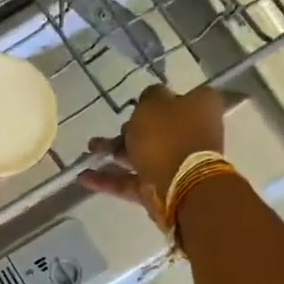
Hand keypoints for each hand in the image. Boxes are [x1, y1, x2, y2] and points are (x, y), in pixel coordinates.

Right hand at [79, 84, 230, 212]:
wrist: (180, 184)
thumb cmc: (168, 135)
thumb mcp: (153, 102)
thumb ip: (149, 96)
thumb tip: (150, 99)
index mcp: (200, 108)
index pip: (181, 97)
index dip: (158, 100)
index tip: (137, 103)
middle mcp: (193, 134)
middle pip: (158, 128)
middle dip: (131, 130)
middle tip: (114, 128)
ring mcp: (177, 163)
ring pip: (142, 154)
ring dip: (114, 152)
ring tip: (89, 151)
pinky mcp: (161, 187)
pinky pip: (131, 180)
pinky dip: (109, 179)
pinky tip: (84, 177)